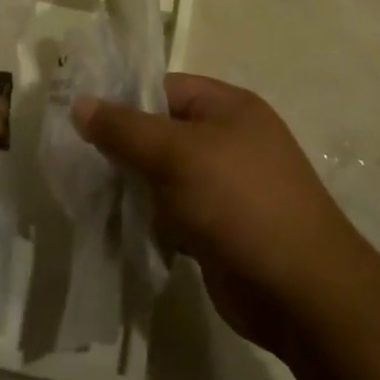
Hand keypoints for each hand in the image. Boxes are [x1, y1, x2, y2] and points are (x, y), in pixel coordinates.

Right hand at [71, 75, 369, 353]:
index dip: (122, 101)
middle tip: (78, 163)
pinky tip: (120, 229)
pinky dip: (150, 219)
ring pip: (163, 176)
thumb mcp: (176, 155)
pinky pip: (173, 212)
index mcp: (228, 107)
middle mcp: (228, 139)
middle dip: (123, 149)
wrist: (300, 291)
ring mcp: (225, 186)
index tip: (78, 122)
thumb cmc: (238, 203)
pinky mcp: (218, 227)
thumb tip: (79, 103)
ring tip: (92, 197)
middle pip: (161, 132)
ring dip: (133, 188)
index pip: (163, 89)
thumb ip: (125, 128)